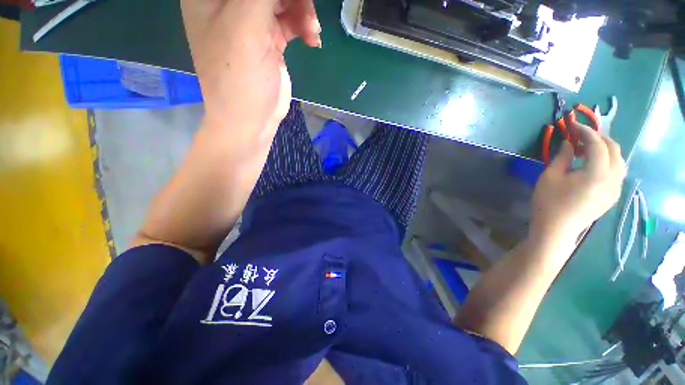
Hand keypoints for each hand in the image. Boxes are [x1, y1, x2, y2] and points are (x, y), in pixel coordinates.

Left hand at [180, 0, 320, 152]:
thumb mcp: (246, 25)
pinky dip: (303, 26)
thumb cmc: (239, 78)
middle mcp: (229, 2)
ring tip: (312, 32)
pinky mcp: (269, 39)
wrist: (252, 120)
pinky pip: (290, 20)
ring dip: (302, 9)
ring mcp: (250, 20)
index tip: (292, 1)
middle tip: (307, 14)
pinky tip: (312, 40)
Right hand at [531, 122, 626, 244]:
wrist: (556, 229)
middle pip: (614, 149)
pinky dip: (608, 162)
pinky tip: (592, 165)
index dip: (585, 131)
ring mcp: (615, 188)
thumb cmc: (549, 202)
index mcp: (597, 173)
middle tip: (579, 136)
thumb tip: (569, 143)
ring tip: (586, 150)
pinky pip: (617, 172)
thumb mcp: (550, 176)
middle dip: (598, 138)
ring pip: (619, 160)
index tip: (572, 125)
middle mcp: (613, 178)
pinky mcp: (613, 195)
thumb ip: (563, 156)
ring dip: (605, 150)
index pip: (598, 144)